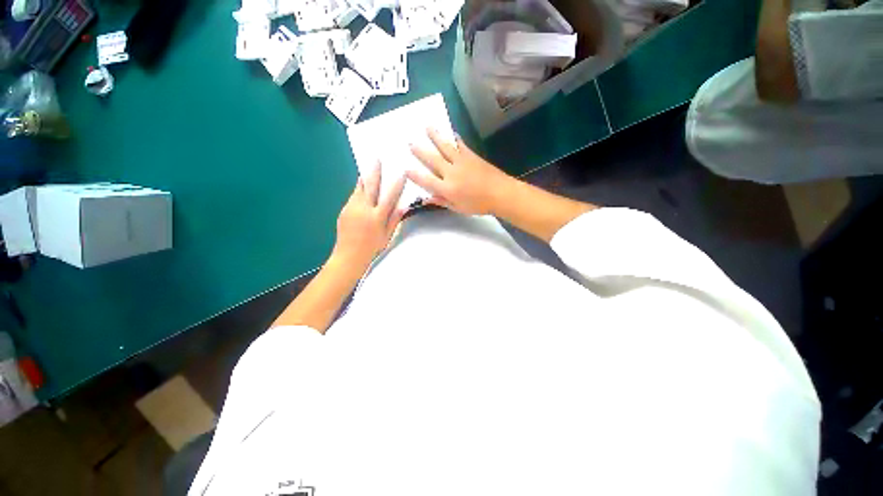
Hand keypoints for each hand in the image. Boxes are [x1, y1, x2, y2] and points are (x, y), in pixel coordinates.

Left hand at [333, 163, 405, 268]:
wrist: (348, 256)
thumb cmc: (372, 248)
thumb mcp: (388, 235)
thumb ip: (395, 220)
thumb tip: (404, 207)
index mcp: (377, 216)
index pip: (389, 196)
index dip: (397, 184)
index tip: (401, 173)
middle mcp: (364, 209)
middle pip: (370, 186)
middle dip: (374, 171)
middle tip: (376, 159)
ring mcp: (352, 208)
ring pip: (358, 189)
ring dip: (364, 178)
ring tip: (368, 169)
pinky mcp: (344, 210)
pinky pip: (353, 197)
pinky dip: (358, 191)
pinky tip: (361, 189)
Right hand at [407, 129, 510, 215]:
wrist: (500, 193)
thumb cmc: (479, 205)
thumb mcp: (458, 208)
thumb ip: (442, 201)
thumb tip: (426, 199)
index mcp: (447, 188)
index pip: (426, 181)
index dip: (415, 175)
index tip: (406, 169)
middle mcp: (451, 172)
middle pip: (432, 160)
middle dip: (420, 151)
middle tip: (410, 143)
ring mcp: (461, 161)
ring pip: (445, 147)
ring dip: (435, 137)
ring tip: (427, 127)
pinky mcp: (471, 155)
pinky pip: (460, 144)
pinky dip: (455, 138)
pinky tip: (451, 132)